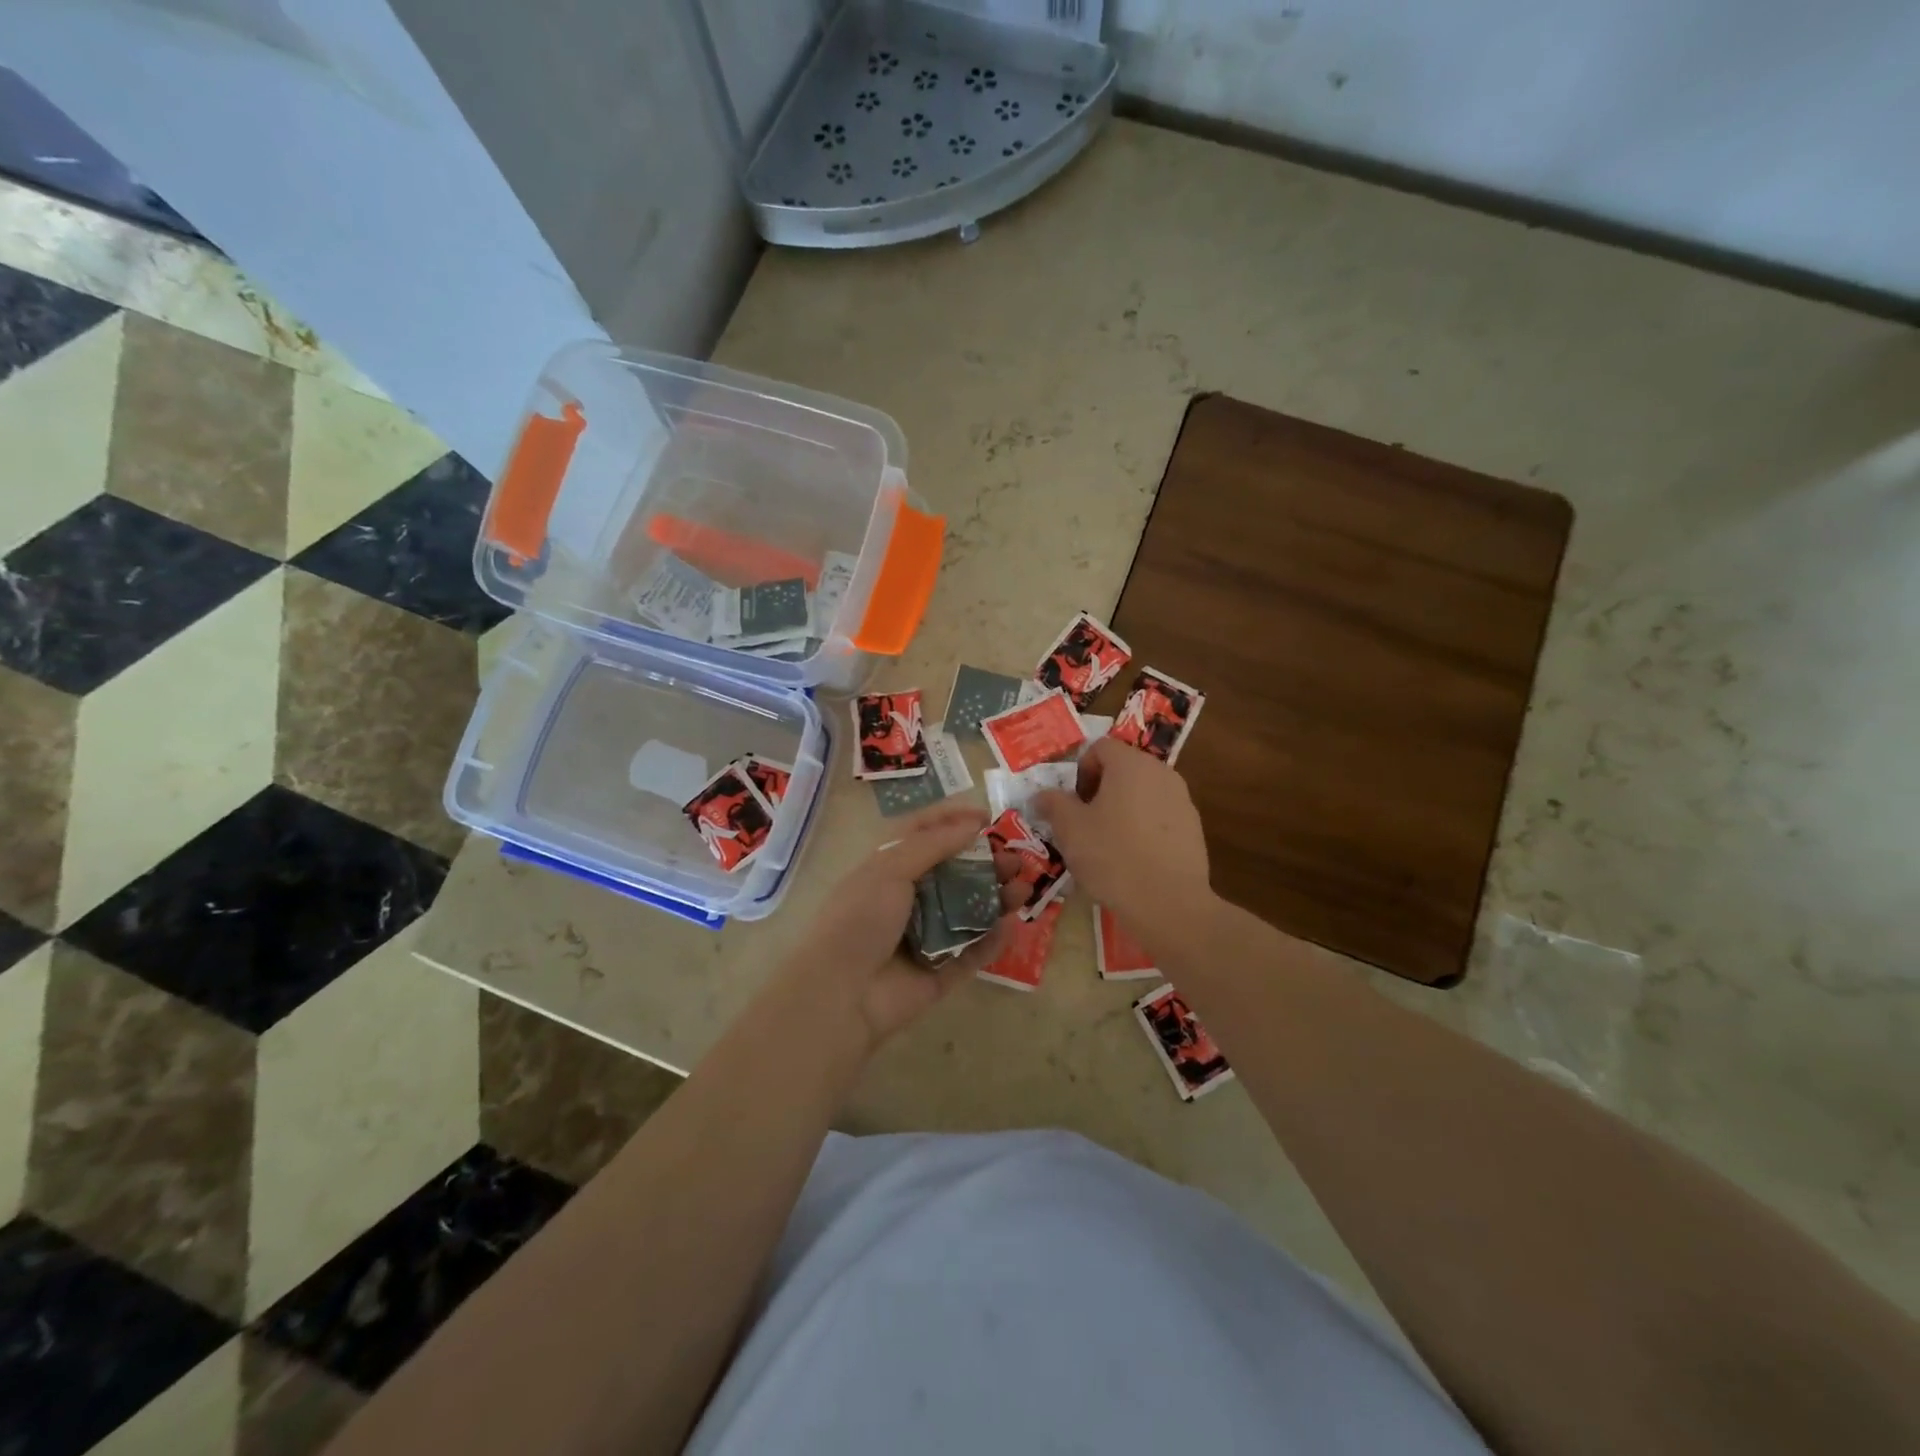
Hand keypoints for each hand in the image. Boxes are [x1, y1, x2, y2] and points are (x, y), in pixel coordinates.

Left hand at [778, 802, 1018, 1053]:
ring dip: (997, 899)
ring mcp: (925, 938)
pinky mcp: (940, 973)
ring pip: (969, 912)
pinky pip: (972, 952)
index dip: (953, 822)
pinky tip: (1012, 926)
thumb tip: (971, 824)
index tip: (987, 818)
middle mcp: (907, 900)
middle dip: (987, 864)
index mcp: (887, 869)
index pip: (923, 836)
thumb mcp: (889, 868)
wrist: (840, 994)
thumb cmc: (860, 919)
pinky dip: (992, 940)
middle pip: (955, 874)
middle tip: (1016, 860)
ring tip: (1023, 891)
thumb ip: (933, 844)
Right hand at [1032, 738, 1214, 947]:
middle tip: (1084, 824)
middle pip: (1123, 768)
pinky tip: (1133, 860)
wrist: (1169, 903)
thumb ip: (1053, 804)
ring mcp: (1182, 800)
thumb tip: (1041, 795)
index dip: (1080, 770)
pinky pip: (1159, 817)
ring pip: (1142, 793)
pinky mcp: (1193, 828)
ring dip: (1121, 809)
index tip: (1072, 803)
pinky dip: (1143, 828)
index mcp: (1131, 764)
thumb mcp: (1070, 830)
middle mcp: (1161, 772)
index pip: (1099, 747)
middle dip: (1100, 790)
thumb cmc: (1112, 856)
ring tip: (1107, 844)